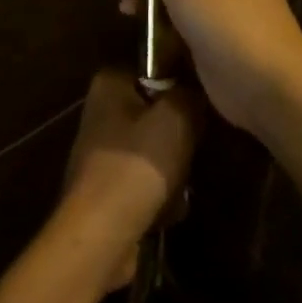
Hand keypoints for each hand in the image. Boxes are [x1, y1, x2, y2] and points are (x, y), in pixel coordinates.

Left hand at [59, 70, 200, 292]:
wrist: (100, 234)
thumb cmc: (137, 164)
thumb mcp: (177, 117)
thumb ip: (191, 94)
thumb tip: (196, 90)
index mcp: (110, 83)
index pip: (155, 67)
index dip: (182, 85)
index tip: (202, 105)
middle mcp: (101, 111)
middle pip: (157, 112)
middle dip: (179, 136)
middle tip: (194, 149)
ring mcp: (101, 151)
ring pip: (155, 149)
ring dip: (173, 171)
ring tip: (180, 187)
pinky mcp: (106, 187)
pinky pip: (145, 181)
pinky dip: (159, 195)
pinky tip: (168, 210)